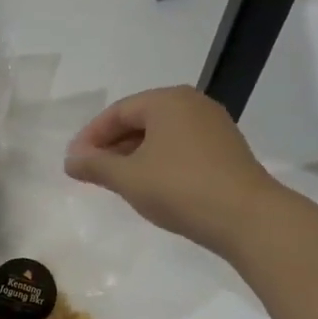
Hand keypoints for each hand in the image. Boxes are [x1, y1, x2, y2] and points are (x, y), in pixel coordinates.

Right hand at [64, 85, 281, 256]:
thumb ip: (95, 166)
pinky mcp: (226, 150)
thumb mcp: (128, 178)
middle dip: (112, 145)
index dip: (90, 137)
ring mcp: (213, 126)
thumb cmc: (180, 189)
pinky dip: (158, 161)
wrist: (246, 217)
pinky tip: (150, 185)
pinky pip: (180, 147)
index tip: (73, 162)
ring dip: (134, 155)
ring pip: (161, 135)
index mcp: (167, 100)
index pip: (117, 112)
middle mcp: (192, 104)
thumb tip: (71, 160)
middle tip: (91, 172)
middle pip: (140, 120)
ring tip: (116, 181)